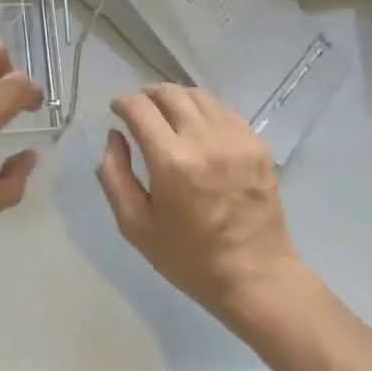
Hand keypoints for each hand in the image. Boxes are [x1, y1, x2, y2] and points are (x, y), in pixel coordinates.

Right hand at [95, 86, 301, 322]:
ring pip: (199, 96)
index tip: (117, 110)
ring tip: (168, 114)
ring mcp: (236, 139)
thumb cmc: (189, 258)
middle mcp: (205, 140)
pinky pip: (225, 111)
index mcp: (172, 161)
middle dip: (148, 95)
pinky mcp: (257, 145)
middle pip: (170, 93)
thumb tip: (114, 137)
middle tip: (140, 110)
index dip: (122, 103)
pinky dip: (205, 111)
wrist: (255, 277)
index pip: (140, 108)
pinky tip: (199, 129)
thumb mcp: (135, 226)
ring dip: (177, 99)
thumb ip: (114, 176)